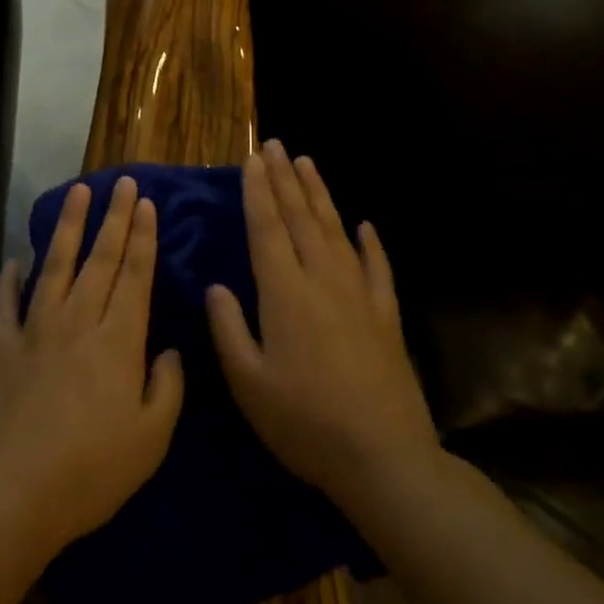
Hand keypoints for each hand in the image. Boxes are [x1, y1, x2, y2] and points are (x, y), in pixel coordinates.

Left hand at [0, 176, 184, 556]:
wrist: (10, 494)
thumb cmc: (90, 472)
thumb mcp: (150, 440)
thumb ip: (166, 389)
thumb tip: (170, 352)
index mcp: (117, 341)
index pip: (134, 276)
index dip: (142, 237)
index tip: (145, 203)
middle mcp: (77, 323)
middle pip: (99, 260)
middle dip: (114, 218)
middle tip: (122, 181)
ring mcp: (34, 332)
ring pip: (55, 267)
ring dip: (68, 227)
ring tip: (78, 193)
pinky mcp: (1, 349)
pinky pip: (6, 305)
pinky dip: (9, 280)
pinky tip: (15, 260)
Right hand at [208, 141, 438, 510]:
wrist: (384, 458)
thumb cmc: (305, 423)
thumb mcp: (249, 383)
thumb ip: (229, 329)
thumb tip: (217, 287)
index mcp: (285, 293)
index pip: (266, 228)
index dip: (258, 191)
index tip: (252, 159)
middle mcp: (323, 280)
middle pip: (301, 218)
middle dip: (285, 179)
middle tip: (275, 145)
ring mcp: (360, 295)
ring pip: (337, 231)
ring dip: (320, 195)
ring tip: (308, 164)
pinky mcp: (387, 316)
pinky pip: (378, 268)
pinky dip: (371, 244)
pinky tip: (366, 225)